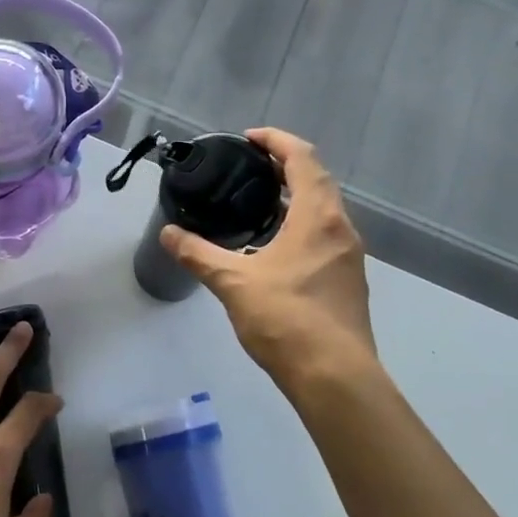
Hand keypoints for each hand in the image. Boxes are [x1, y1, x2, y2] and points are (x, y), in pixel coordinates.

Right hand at [161, 128, 378, 392]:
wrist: (335, 378)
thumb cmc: (286, 319)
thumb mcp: (233, 282)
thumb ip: (198, 254)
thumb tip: (168, 233)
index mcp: (318, 216)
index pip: (303, 158)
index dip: (276, 141)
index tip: (248, 139)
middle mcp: (341, 227)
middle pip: (317, 179)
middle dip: (285, 165)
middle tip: (249, 167)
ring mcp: (349, 256)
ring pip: (325, 208)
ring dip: (296, 195)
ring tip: (258, 201)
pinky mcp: (348, 280)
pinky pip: (326, 234)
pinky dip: (302, 223)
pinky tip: (275, 245)